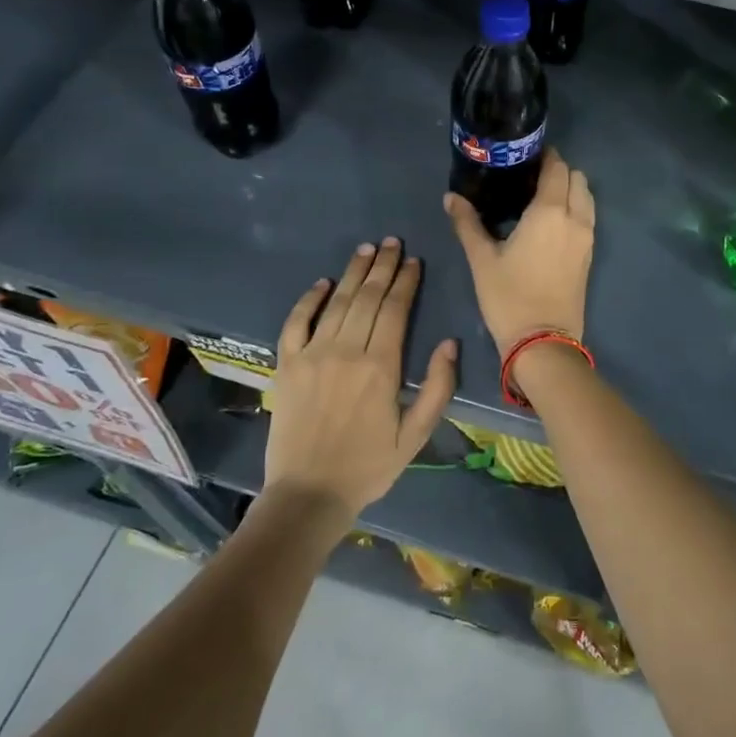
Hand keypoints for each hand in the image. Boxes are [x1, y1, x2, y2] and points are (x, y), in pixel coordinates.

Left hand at [263, 237, 457, 521]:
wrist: (308, 494)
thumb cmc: (368, 466)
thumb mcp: (416, 435)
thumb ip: (438, 388)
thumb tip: (449, 343)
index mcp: (381, 366)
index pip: (395, 310)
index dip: (406, 282)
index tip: (414, 260)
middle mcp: (346, 350)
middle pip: (367, 297)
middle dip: (383, 267)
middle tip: (392, 242)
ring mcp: (312, 354)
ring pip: (336, 302)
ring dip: (353, 272)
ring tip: (366, 249)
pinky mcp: (286, 364)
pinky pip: (296, 322)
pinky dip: (308, 299)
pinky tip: (322, 282)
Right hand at [443, 147, 594, 356]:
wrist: (543, 341)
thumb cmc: (509, 297)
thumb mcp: (482, 259)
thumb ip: (467, 223)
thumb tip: (451, 197)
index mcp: (550, 211)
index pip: (557, 167)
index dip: (544, 156)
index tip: (524, 155)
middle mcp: (575, 218)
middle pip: (577, 178)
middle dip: (558, 170)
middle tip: (530, 177)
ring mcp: (587, 237)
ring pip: (587, 197)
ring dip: (570, 189)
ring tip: (540, 198)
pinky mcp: (589, 255)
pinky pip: (587, 218)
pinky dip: (575, 209)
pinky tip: (550, 222)